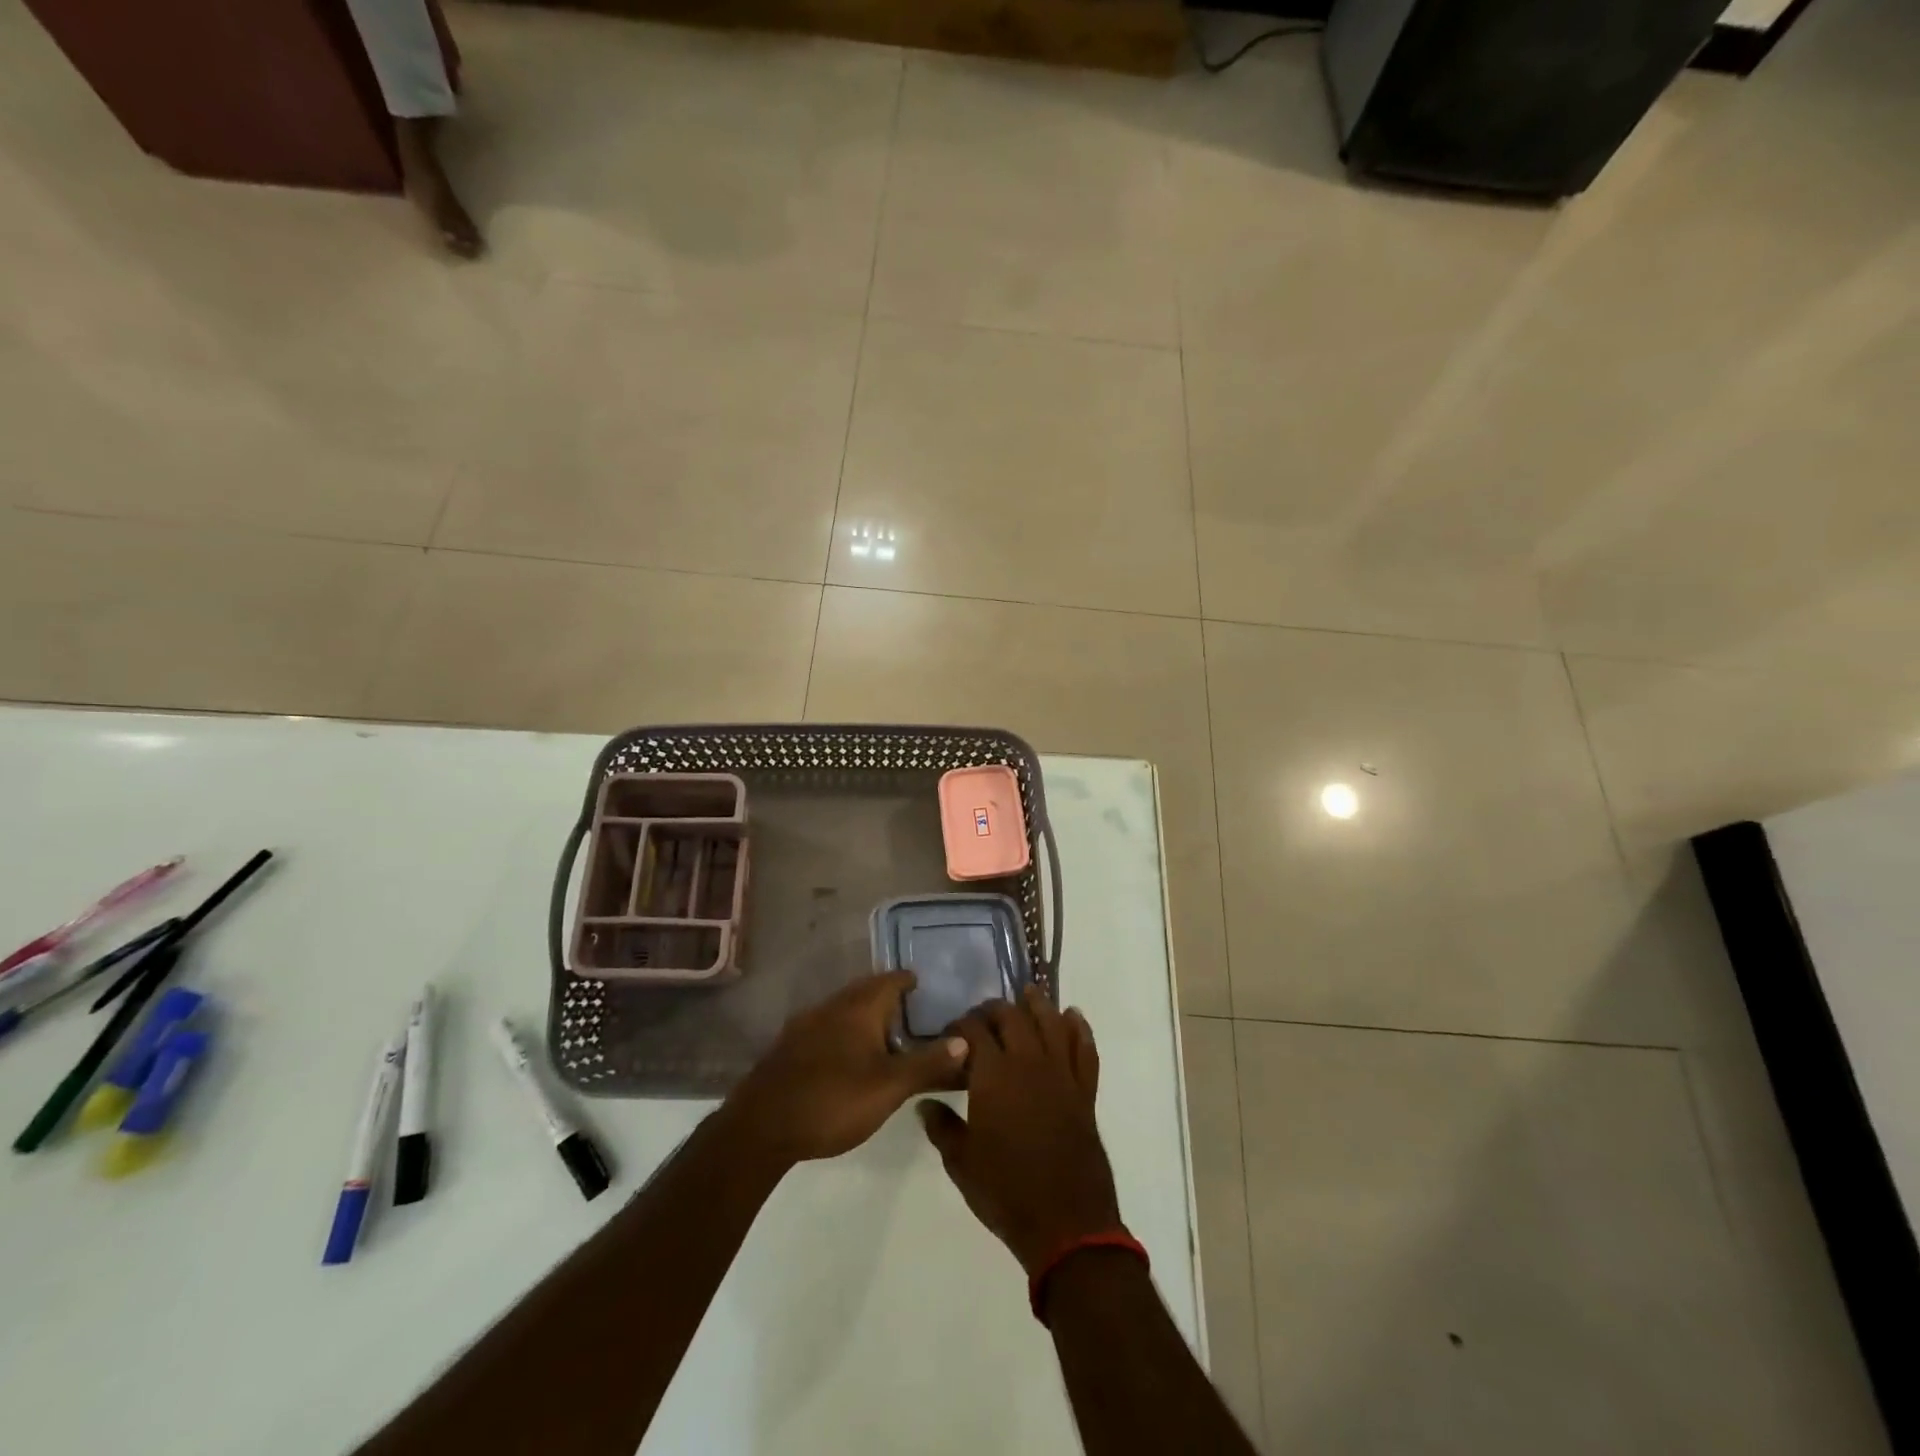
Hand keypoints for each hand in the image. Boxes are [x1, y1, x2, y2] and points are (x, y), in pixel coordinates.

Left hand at [724, 971, 965, 1164]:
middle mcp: (832, 1006)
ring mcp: (806, 1025)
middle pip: (865, 991)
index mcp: (859, 1007)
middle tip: (909, 1012)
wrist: (761, 1126)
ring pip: (843, 1009)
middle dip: (887, 997)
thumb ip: (928, 1063)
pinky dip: (843, 1033)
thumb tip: (966, 1040)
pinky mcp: (789, 1048)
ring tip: (883, 1036)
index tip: (924, 987)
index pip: (890, 980)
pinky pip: (825, 1028)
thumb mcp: (890, 1086)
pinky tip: (846, 1057)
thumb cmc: (833, 1100)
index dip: (908, 981)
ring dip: (863, 1016)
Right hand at [919, 987, 1122, 1274]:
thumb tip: (924, 1102)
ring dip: (1038, 1005)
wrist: (1065, 1222)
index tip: (951, 1030)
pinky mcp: (1084, 1091)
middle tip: (983, 1015)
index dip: (961, 1024)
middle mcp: (1028, 1062)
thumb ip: (942, 1126)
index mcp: (993, 1074)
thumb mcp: (961, 1162)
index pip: (974, 1031)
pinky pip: (1085, 1050)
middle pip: (1012, 1017)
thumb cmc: (1005, 1191)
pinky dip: (1079, 1029)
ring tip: (1028, 994)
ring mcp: (1061, 1073)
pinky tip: (1073, 1017)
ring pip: (1051, 1023)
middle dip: (994, 1009)